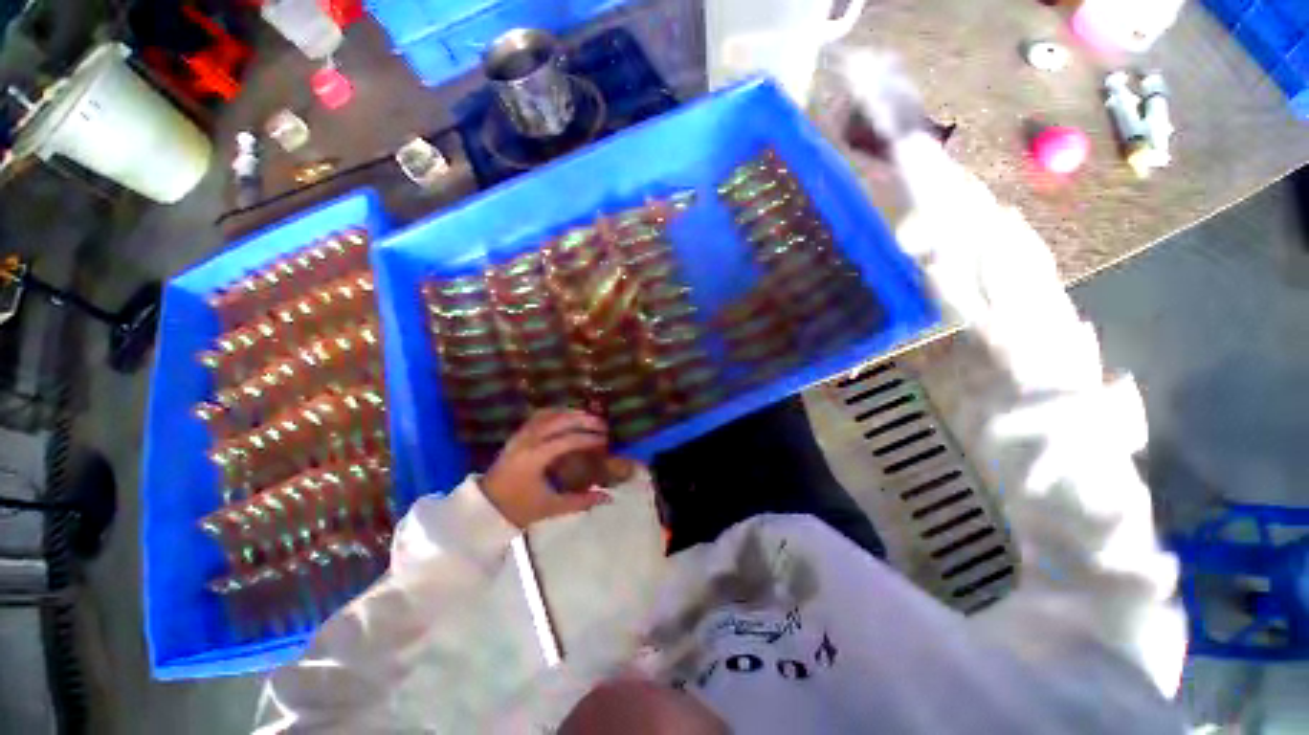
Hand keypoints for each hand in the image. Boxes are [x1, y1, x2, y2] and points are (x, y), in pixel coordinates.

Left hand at [481, 409, 618, 528]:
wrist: (484, 509)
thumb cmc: (518, 509)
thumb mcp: (551, 507)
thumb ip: (581, 501)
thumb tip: (608, 498)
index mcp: (535, 458)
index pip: (568, 440)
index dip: (589, 438)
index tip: (605, 440)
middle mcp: (527, 441)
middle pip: (559, 420)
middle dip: (583, 419)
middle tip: (602, 423)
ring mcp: (520, 435)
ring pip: (548, 414)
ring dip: (570, 413)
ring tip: (588, 417)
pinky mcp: (517, 435)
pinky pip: (538, 416)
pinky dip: (556, 413)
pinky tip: (567, 416)